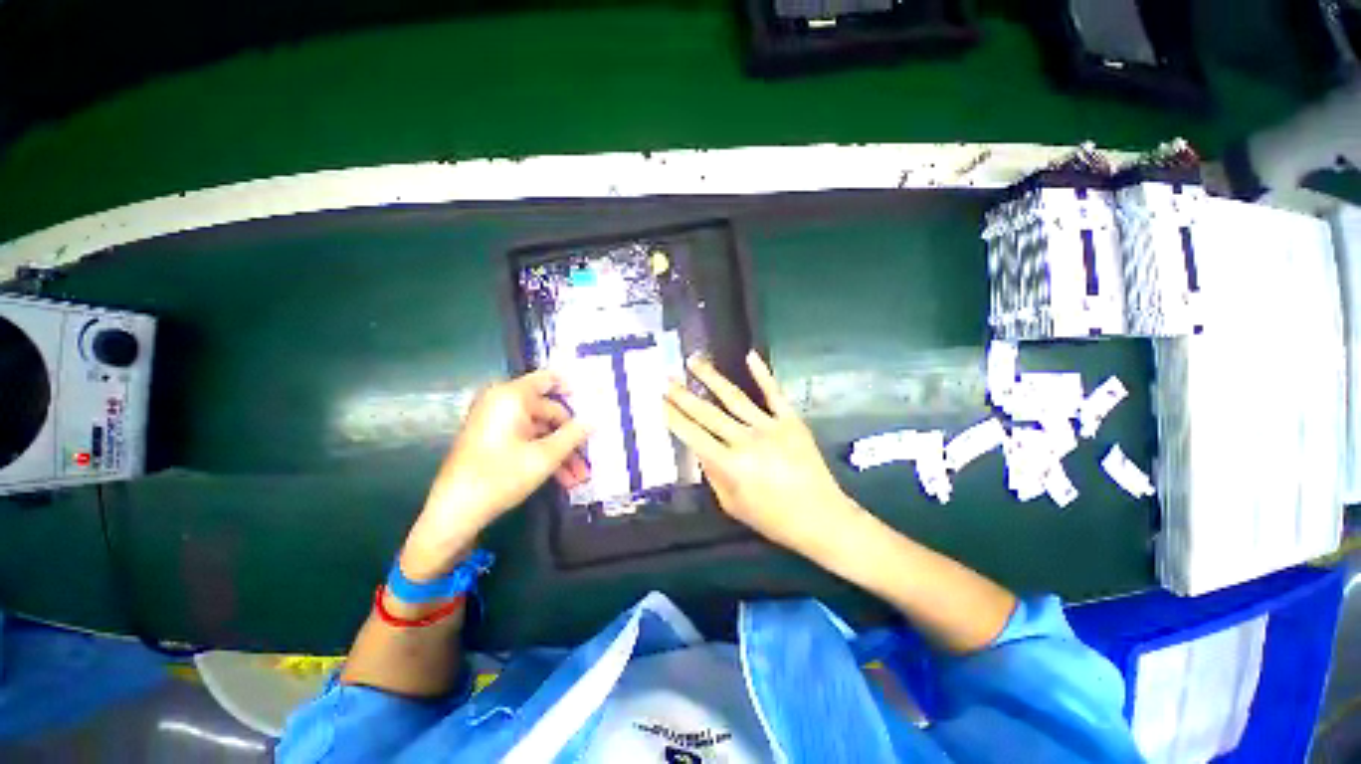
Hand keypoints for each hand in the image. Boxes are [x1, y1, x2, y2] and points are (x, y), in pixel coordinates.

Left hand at [401, 370, 589, 579]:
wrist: (454, 512)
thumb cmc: (501, 476)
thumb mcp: (546, 456)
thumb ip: (574, 434)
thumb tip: (595, 419)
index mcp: (512, 396)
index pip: (549, 378)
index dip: (573, 387)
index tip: (595, 401)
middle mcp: (502, 402)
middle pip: (548, 410)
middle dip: (571, 435)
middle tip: (590, 454)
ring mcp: (496, 422)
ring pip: (540, 430)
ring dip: (561, 451)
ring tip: (579, 476)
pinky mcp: (492, 439)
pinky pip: (526, 439)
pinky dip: (543, 454)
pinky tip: (562, 478)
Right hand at [664, 352, 864, 559]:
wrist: (821, 517)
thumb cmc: (773, 518)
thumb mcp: (732, 505)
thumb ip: (713, 475)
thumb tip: (701, 450)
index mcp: (730, 465)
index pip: (694, 435)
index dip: (674, 418)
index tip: (660, 402)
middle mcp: (746, 440)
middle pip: (708, 413)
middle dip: (684, 395)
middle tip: (667, 379)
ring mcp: (770, 427)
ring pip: (734, 397)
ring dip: (711, 378)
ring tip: (694, 361)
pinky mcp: (791, 421)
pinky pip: (774, 393)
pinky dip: (762, 373)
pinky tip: (750, 355)